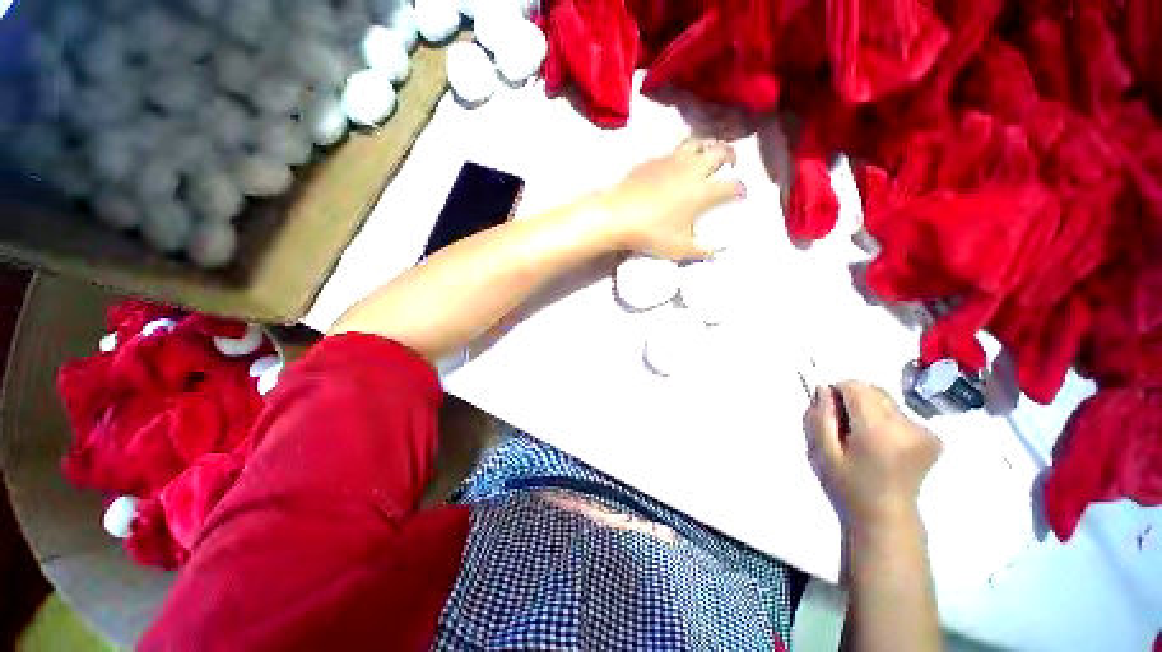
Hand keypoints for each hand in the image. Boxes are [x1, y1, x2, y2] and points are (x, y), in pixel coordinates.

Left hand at [598, 137, 744, 260]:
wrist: (616, 215)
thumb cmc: (651, 233)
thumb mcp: (679, 249)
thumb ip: (701, 251)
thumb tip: (717, 252)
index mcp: (703, 191)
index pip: (732, 186)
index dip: (740, 190)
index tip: (741, 195)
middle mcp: (692, 169)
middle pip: (720, 151)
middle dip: (731, 155)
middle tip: (731, 163)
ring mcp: (671, 160)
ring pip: (697, 142)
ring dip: (708, 145)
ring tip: (707, 155)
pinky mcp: (652, 159)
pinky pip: (674, 149)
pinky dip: (683, 153)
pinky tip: (676, 164)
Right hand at [806, 381, 941, 528]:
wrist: (886, 518)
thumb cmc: (848, 487)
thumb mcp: (822, 453)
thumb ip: (820, 417)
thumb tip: (824, 388)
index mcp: (879, 432)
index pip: (856, 387)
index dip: (838, 393)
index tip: (831, 414)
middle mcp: (908, 426)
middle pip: (873, 390)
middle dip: (853, 400)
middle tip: (844, 428)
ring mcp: (925, 432)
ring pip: (885, 400)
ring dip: (869, 409)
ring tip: (863, 438)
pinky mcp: (933, 437)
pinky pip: (899, 413)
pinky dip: (885, 419)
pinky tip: (881, 443)